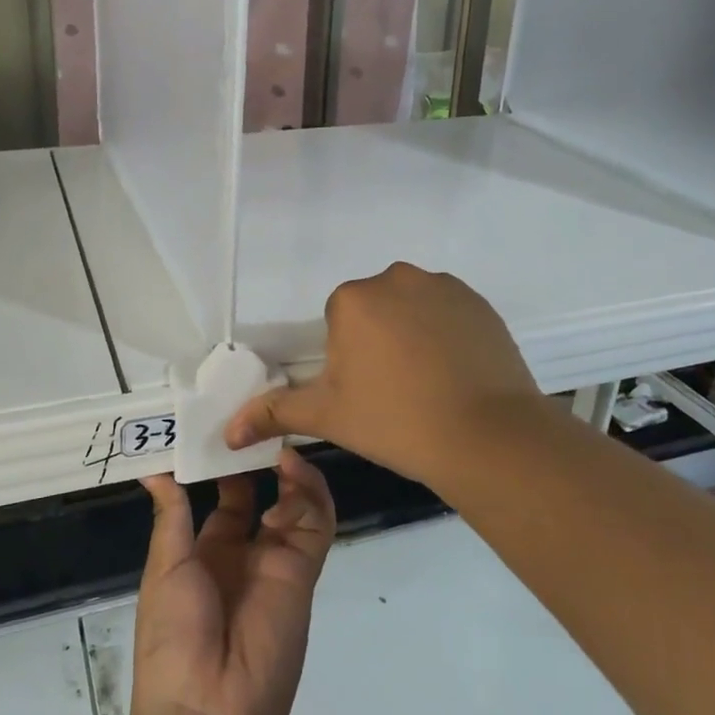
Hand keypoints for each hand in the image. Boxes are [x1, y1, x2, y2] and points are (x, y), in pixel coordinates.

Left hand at [128, 449, 336, 714]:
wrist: (207, 711)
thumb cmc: (171, 637)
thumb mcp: (165, 568)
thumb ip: (171, 516)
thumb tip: (154, 470)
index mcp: (206, 553)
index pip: (224, 498)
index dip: (224, 465)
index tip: (223, 424)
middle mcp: (245, 553)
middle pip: (262, 494)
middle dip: (260, 459)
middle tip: (257, 417)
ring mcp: (277, 561)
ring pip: (295, 502)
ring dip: (289, 469)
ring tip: (275, 436)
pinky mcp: (303, 570)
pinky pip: (315, 523)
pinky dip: (309, 492)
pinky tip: (291, 467)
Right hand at [226, 262, 544, 488]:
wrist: (487, 436)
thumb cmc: (395, 421)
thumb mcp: (328, 417)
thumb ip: (275, 413)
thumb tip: (228, 432)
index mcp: (353, 298)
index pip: (339, 320)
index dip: (348, 358)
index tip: (366, 391)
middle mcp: (396, 278)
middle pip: (375, 308)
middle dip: (378, 340)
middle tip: (395, 390)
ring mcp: (443, 286)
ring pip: (412, 308)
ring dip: (412, 334)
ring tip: (430, 384)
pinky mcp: (479, 302)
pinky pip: (449, 312)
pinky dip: (447, 334)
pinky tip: (457, 373)